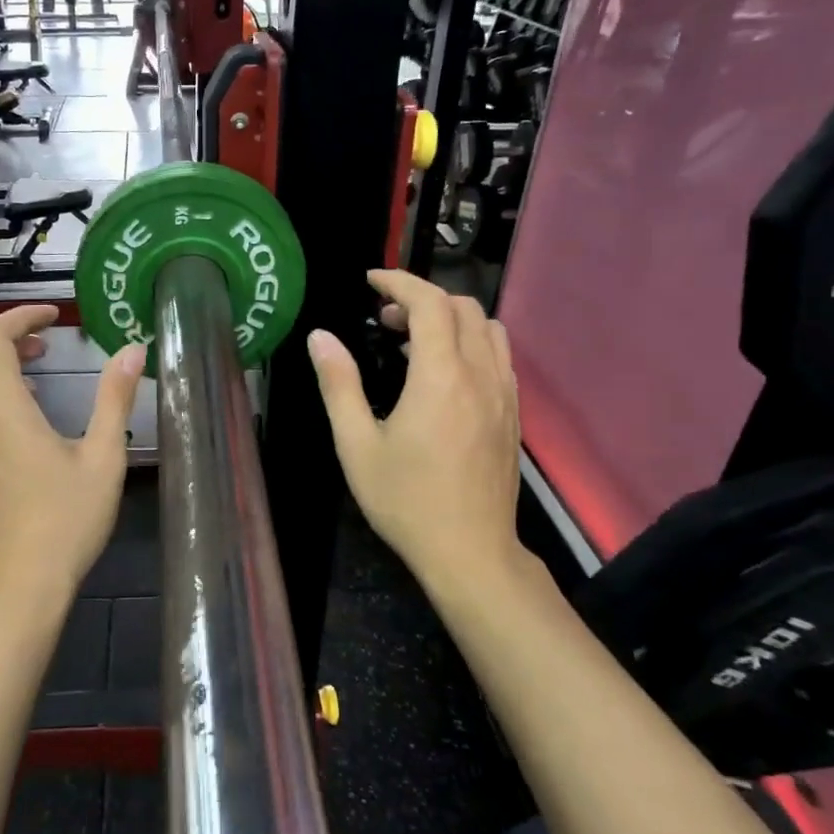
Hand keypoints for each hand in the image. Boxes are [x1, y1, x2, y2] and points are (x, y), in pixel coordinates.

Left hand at [0, 306, 144, 613]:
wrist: (19, 585)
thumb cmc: (67, 520)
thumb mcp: (103, 457)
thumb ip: (114, 398)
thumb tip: (132, 349)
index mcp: (1, 406)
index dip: (21, 315)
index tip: (54, 317)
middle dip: (2, 338)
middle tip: (44, 351)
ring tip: (26, 384)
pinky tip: (0, 425)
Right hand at [307, 270, 528, 606]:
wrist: (470, 552)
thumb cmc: (406, 501)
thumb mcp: (357, 445)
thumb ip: (339, 385)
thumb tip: (320, 337)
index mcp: (441, 378)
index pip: (430, 304)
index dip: (400, 282)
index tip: (371, 280)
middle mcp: (480, 375)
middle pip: (463, 307)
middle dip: (421, 299)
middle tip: (383, 319)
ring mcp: (504, 394)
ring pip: (487, 328)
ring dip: (450, 318)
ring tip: (412, 342)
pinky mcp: (513, 414)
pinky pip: (498, 356)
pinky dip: (470, 342)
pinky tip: (443, 373)